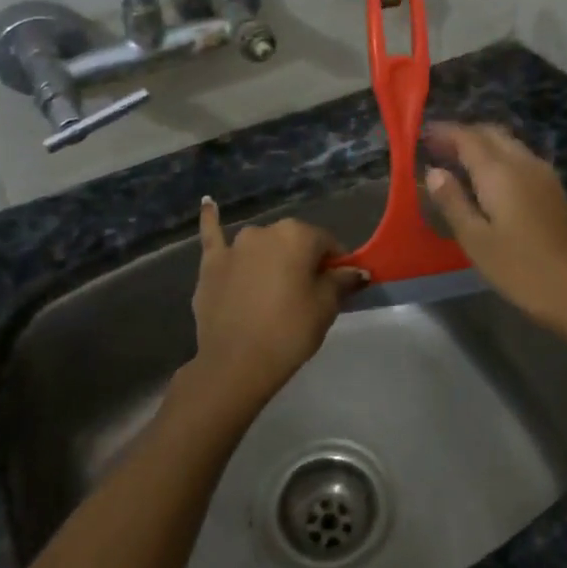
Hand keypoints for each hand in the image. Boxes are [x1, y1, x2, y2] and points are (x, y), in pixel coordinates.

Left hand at [170, 198, 363, 429]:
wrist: (236, 364)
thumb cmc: (289, 332)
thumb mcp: (325, 307)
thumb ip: (341, 281)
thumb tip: (357, 271)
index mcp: (297, 235)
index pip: (326, 243)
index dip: (336, 264)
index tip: (340, 286)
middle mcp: (264, 231)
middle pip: (293, 243)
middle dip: (303, 261)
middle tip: (307, 294)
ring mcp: (234, 246)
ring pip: (261, 246)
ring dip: (270, 257)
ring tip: (274, 286)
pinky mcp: (210, 264)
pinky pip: (212, 235)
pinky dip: (211, 219)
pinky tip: (208, 203)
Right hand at [422, 123, 566, 330]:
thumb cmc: (520, 268)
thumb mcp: (475, 239)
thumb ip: (452, 201)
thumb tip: (433, 172)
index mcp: (500, 172)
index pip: (467, 137)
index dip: (443, 132)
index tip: (420, 135)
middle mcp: (523, 162)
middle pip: (490, 133)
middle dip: (462, 134)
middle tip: (435, 148)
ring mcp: (542, 174)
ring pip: (507, 143)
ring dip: (480, 144)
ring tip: (454, 162)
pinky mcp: (552, 188)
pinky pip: (518, 158)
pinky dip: (496, 157)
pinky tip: (484, 180)